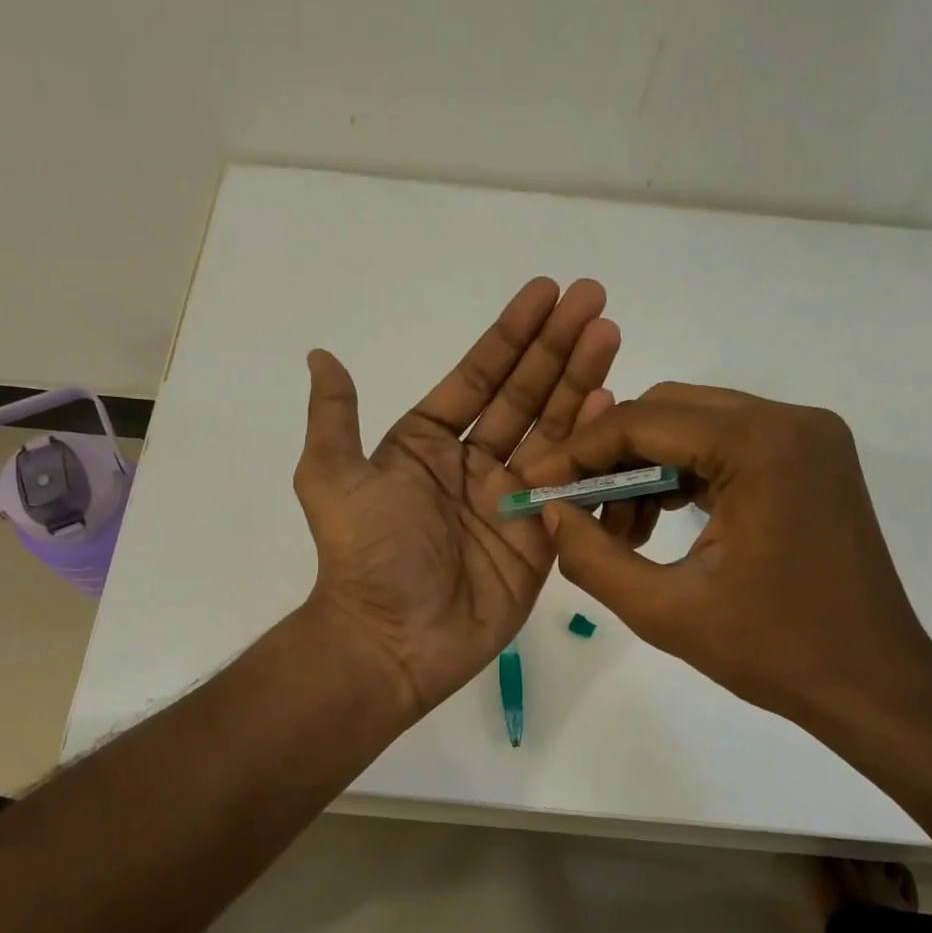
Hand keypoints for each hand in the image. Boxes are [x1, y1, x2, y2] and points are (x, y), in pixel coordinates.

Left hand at [293, 278, 619, 718]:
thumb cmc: (365, 555)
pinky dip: (589, 445)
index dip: (511, 335)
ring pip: (553, 430)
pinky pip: (570, 484)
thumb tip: (320, 354)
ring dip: (581, 381)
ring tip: (610, 334)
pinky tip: (611, 403)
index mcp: (428, 445)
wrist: (392, 640)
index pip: (478, 378)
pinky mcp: (540, 537)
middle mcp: (473, 465)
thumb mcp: (332, 478)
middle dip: (557, 346)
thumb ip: (334, 417)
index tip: (545, 292)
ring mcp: (511, 499)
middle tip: (594, 298)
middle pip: (524, 395)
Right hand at [519, 383, 931, 739]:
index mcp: (760, 446)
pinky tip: (657, 523)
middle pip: (668, 409)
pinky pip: (725, 445)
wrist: (874, 685)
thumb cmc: (774, 652)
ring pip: (694, 424)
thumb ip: (592, 557)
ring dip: (644, 466)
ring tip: (618, 531)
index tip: (534, 484)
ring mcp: (807, 436)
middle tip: (574, 509)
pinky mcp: (810, 458)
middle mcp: (789, 420)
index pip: (643, 421)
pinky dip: (682, 474)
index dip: (578, 452)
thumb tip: (548, 513)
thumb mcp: (664, 611)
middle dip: (610, 456)